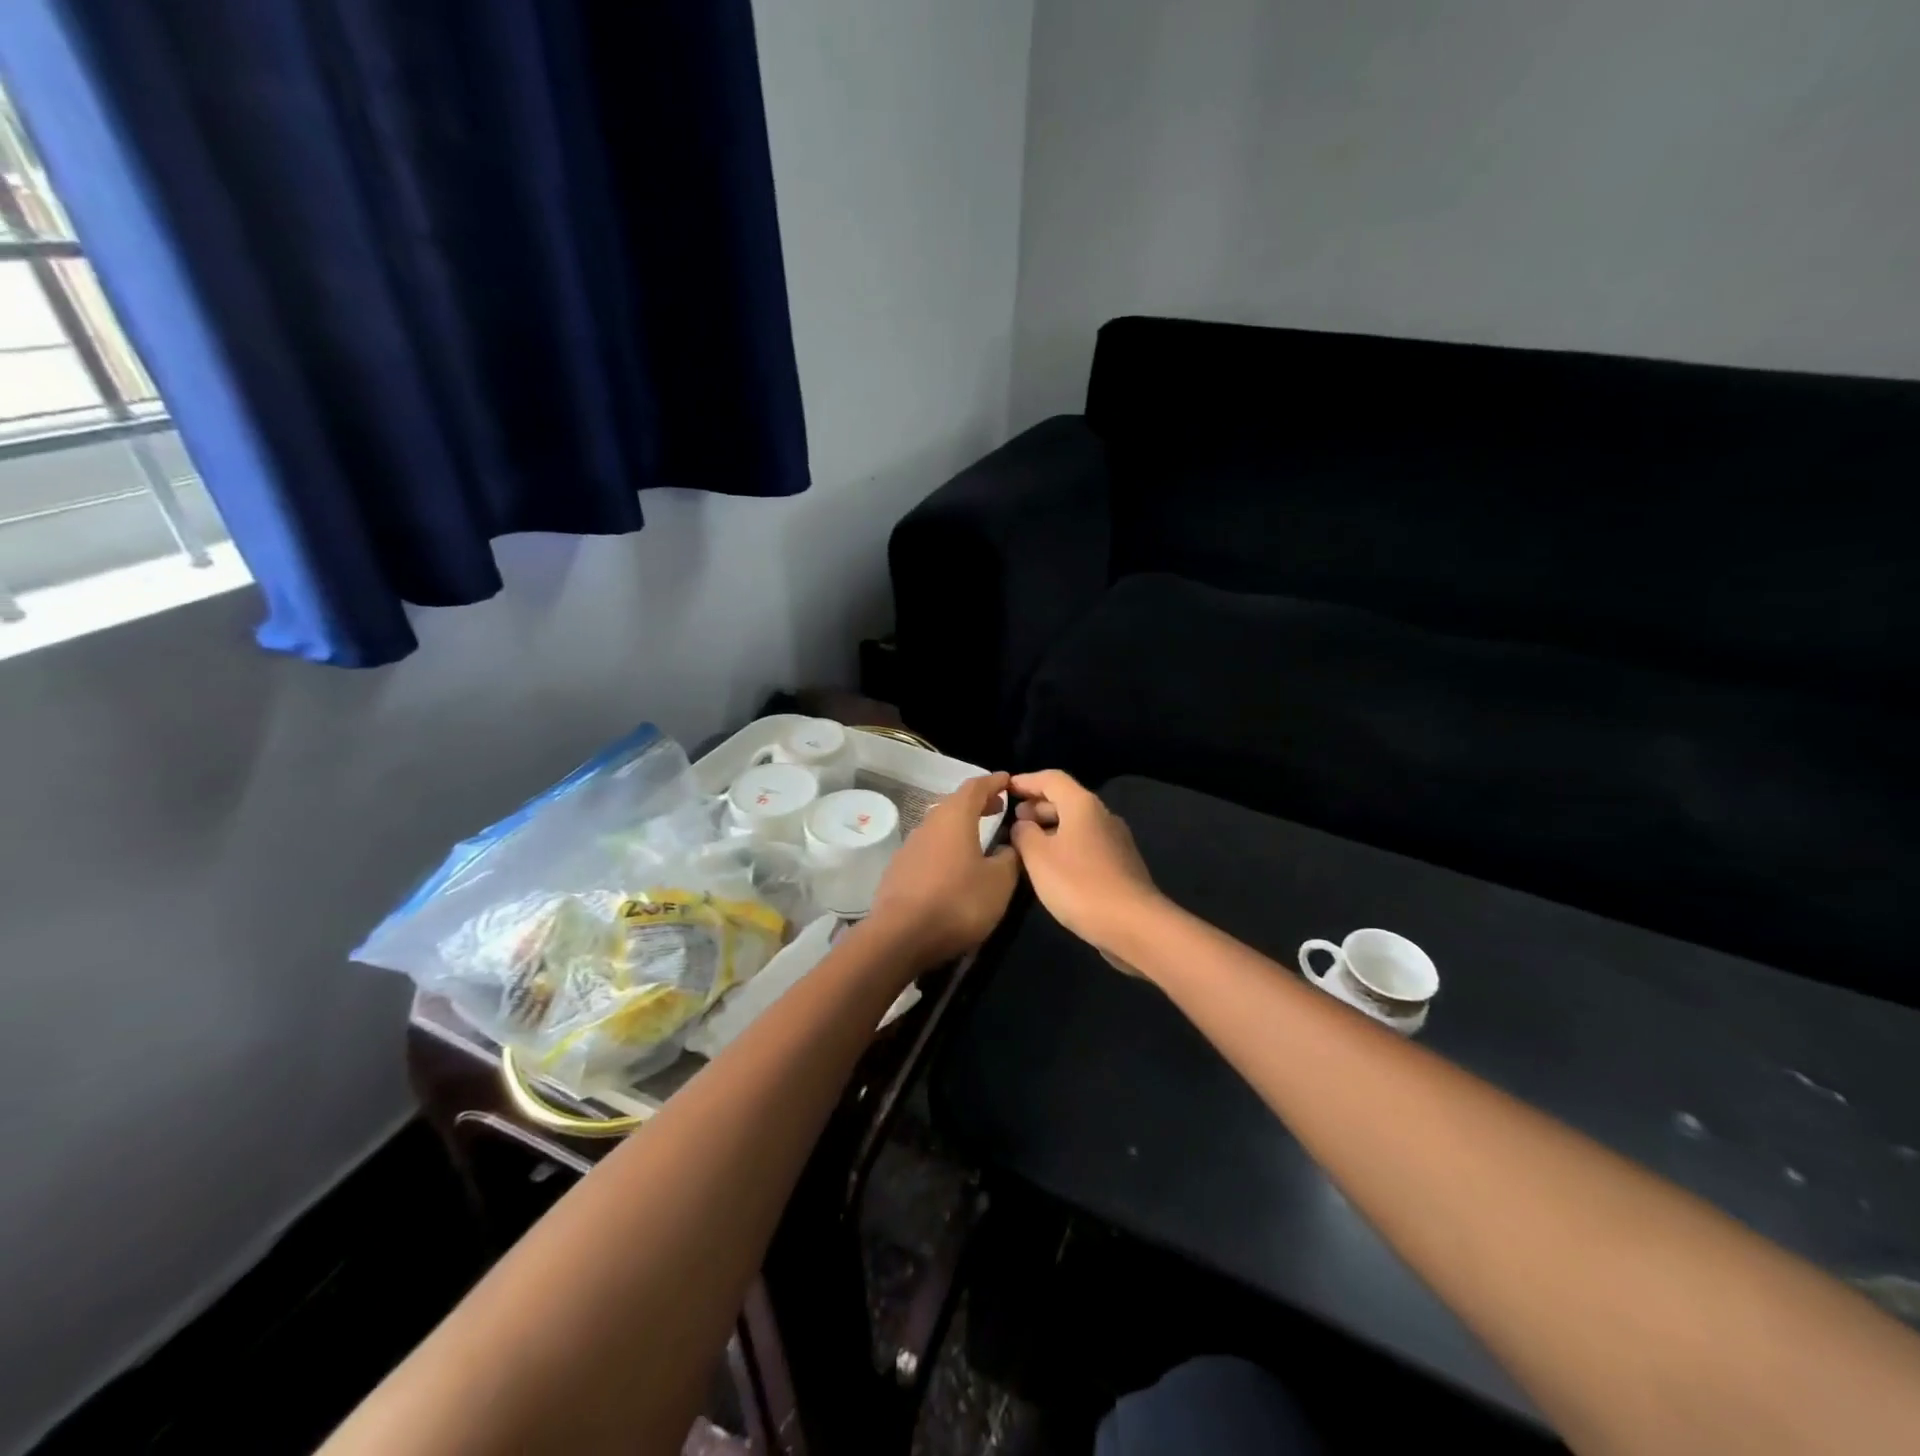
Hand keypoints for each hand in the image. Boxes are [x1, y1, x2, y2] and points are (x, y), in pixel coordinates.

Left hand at [865, 772, 1021, 972]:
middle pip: (954, 804)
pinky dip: (945, 847)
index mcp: (955, 817)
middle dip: (977, 803)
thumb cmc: (958, 902)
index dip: (994, 782)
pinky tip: (953, 867)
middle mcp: (929, 824)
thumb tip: (1009, 846)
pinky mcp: (898, 870)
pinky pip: (928, 848)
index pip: (976, 787)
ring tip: (979, 837)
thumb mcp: (999, 882)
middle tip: (998, 808)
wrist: (900, 936)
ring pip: (939, 826)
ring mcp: (910, 846)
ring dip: (960, 826)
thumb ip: (1010, 858)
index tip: (1008, 780)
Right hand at [1009, 770, 1163, 955]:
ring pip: (1076, 824)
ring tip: (1027, 844)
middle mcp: (1102, 815)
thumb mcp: (1038, 857)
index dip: (1026, 781)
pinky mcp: (1120, 864)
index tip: (1005, 789)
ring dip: (1050, 828)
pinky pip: (1086, 844)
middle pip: (1066, 799)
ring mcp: (1115, 841)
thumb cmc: (1079, 884)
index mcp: (1083, 805)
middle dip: (1037, 806)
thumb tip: (1023, 824)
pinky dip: (1065, 845)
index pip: (1051, 779)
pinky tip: (1051, 867)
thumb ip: (1024, 834)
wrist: (1134, 924)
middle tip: (1013, 820)